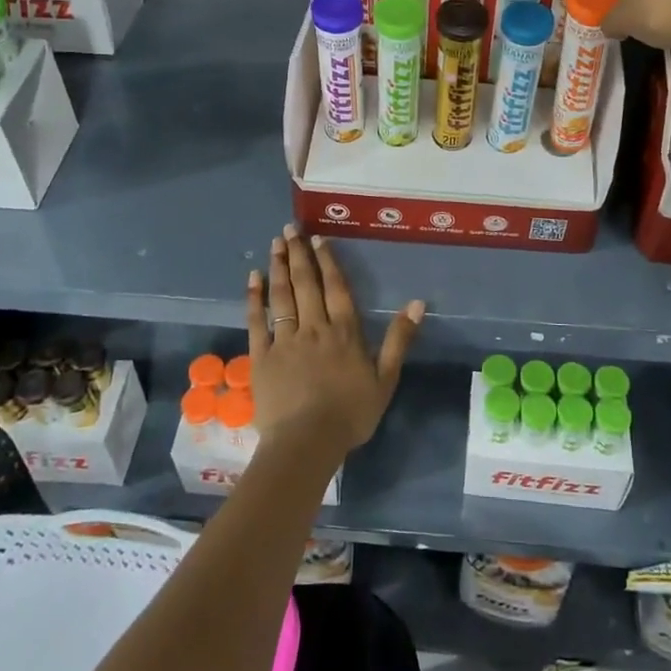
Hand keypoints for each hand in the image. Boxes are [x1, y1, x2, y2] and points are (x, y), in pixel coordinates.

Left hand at [245, 225, 423, 465]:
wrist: (307, 442)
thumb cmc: (350, 414)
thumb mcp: (386, 379)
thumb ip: (399, 339)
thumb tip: (418, 303)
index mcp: (344, 332)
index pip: (336, 288)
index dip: (328, 262)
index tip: (318, 239)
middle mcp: (314, 327)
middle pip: (306, 284)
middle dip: (299, 254)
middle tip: (290, 228)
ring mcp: (285, 340)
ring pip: (282, 296)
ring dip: (279, 267)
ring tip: (276, 243)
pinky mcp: (261, 356)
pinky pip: (257, 321)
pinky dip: (255, 298)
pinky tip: (253, 278)